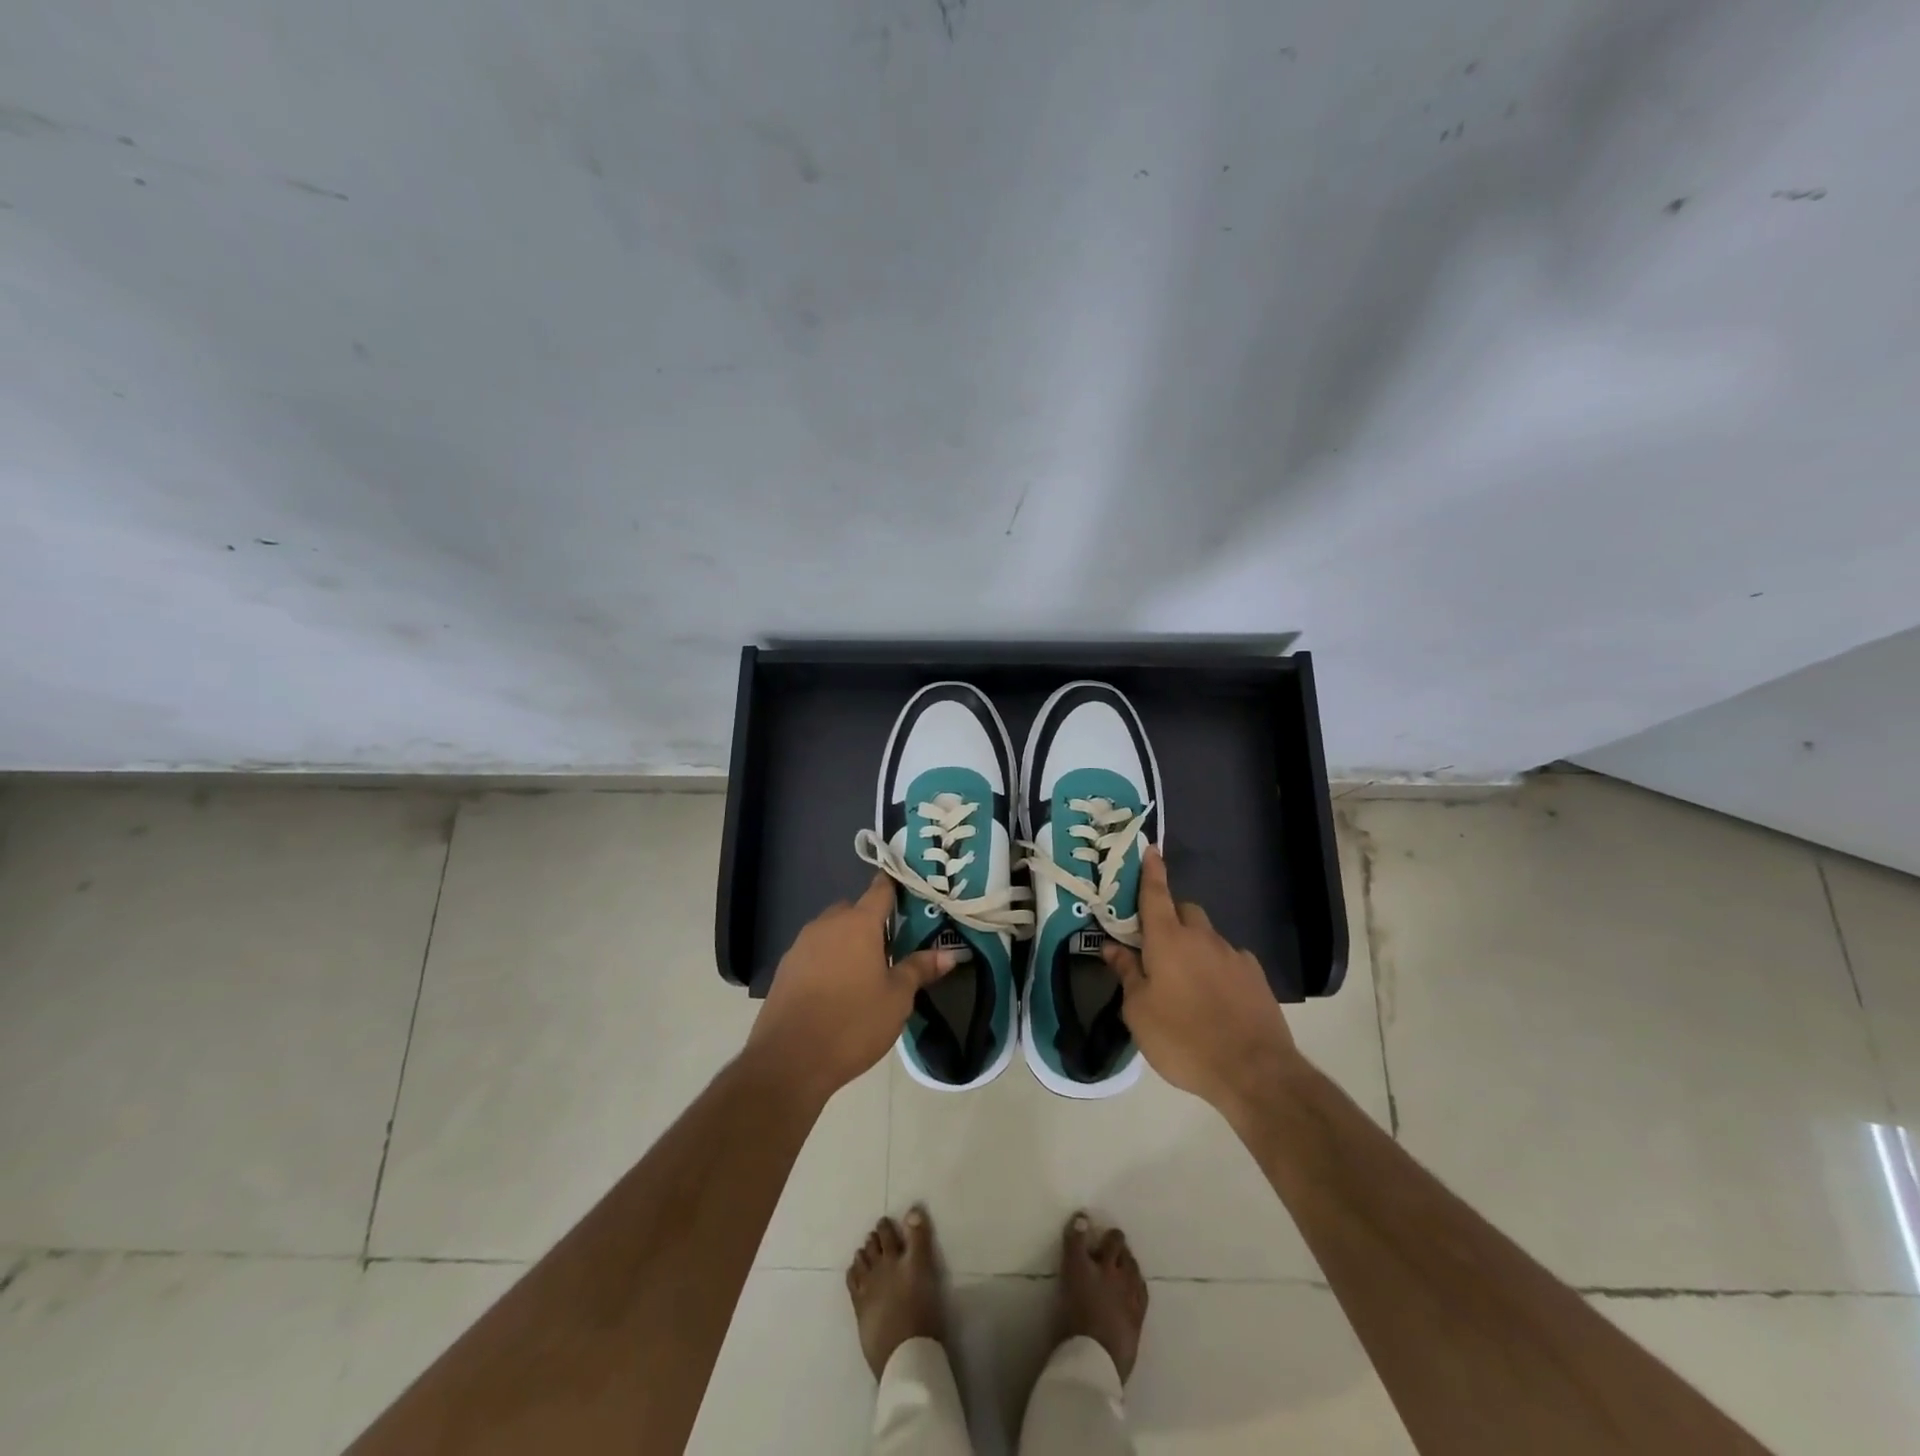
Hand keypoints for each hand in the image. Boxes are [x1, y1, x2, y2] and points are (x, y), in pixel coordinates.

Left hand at [748, 876, 962, 1103]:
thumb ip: (920, 969)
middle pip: (853, 910)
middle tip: (891, 946)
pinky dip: (827, 960)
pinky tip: (836, 989)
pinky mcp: (784, 968)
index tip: (910, 890)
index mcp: (859, 923)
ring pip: (831, 931)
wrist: (789, 1059)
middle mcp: (828, 924)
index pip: (880, 890)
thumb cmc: (853, 1023)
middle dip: (871, 922)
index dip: (895, 887)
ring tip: (864, 971)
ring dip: (847, 942)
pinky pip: (813, 952)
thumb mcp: (897, 998)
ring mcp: (801, 944)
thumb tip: (949, 953)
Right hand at [1102, 846, 1297, 1114]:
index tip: (1150, 849)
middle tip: (1154, 946)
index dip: (1151, 871)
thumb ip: (1127, 974)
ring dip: (1193, 946)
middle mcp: (1202, 937)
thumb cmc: (1183, 1039)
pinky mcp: (1255, 976)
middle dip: (1169, 918)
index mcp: (1168, 939)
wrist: (1254, 1071)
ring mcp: (1233, 955)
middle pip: (1184, 911)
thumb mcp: (1139, 1012)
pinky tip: (1214, 997)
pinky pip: (1228, 959)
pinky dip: (1216, 966)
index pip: (1155, 894)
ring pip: (1207, 937)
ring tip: (1185, 981)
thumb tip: (1113, 947)